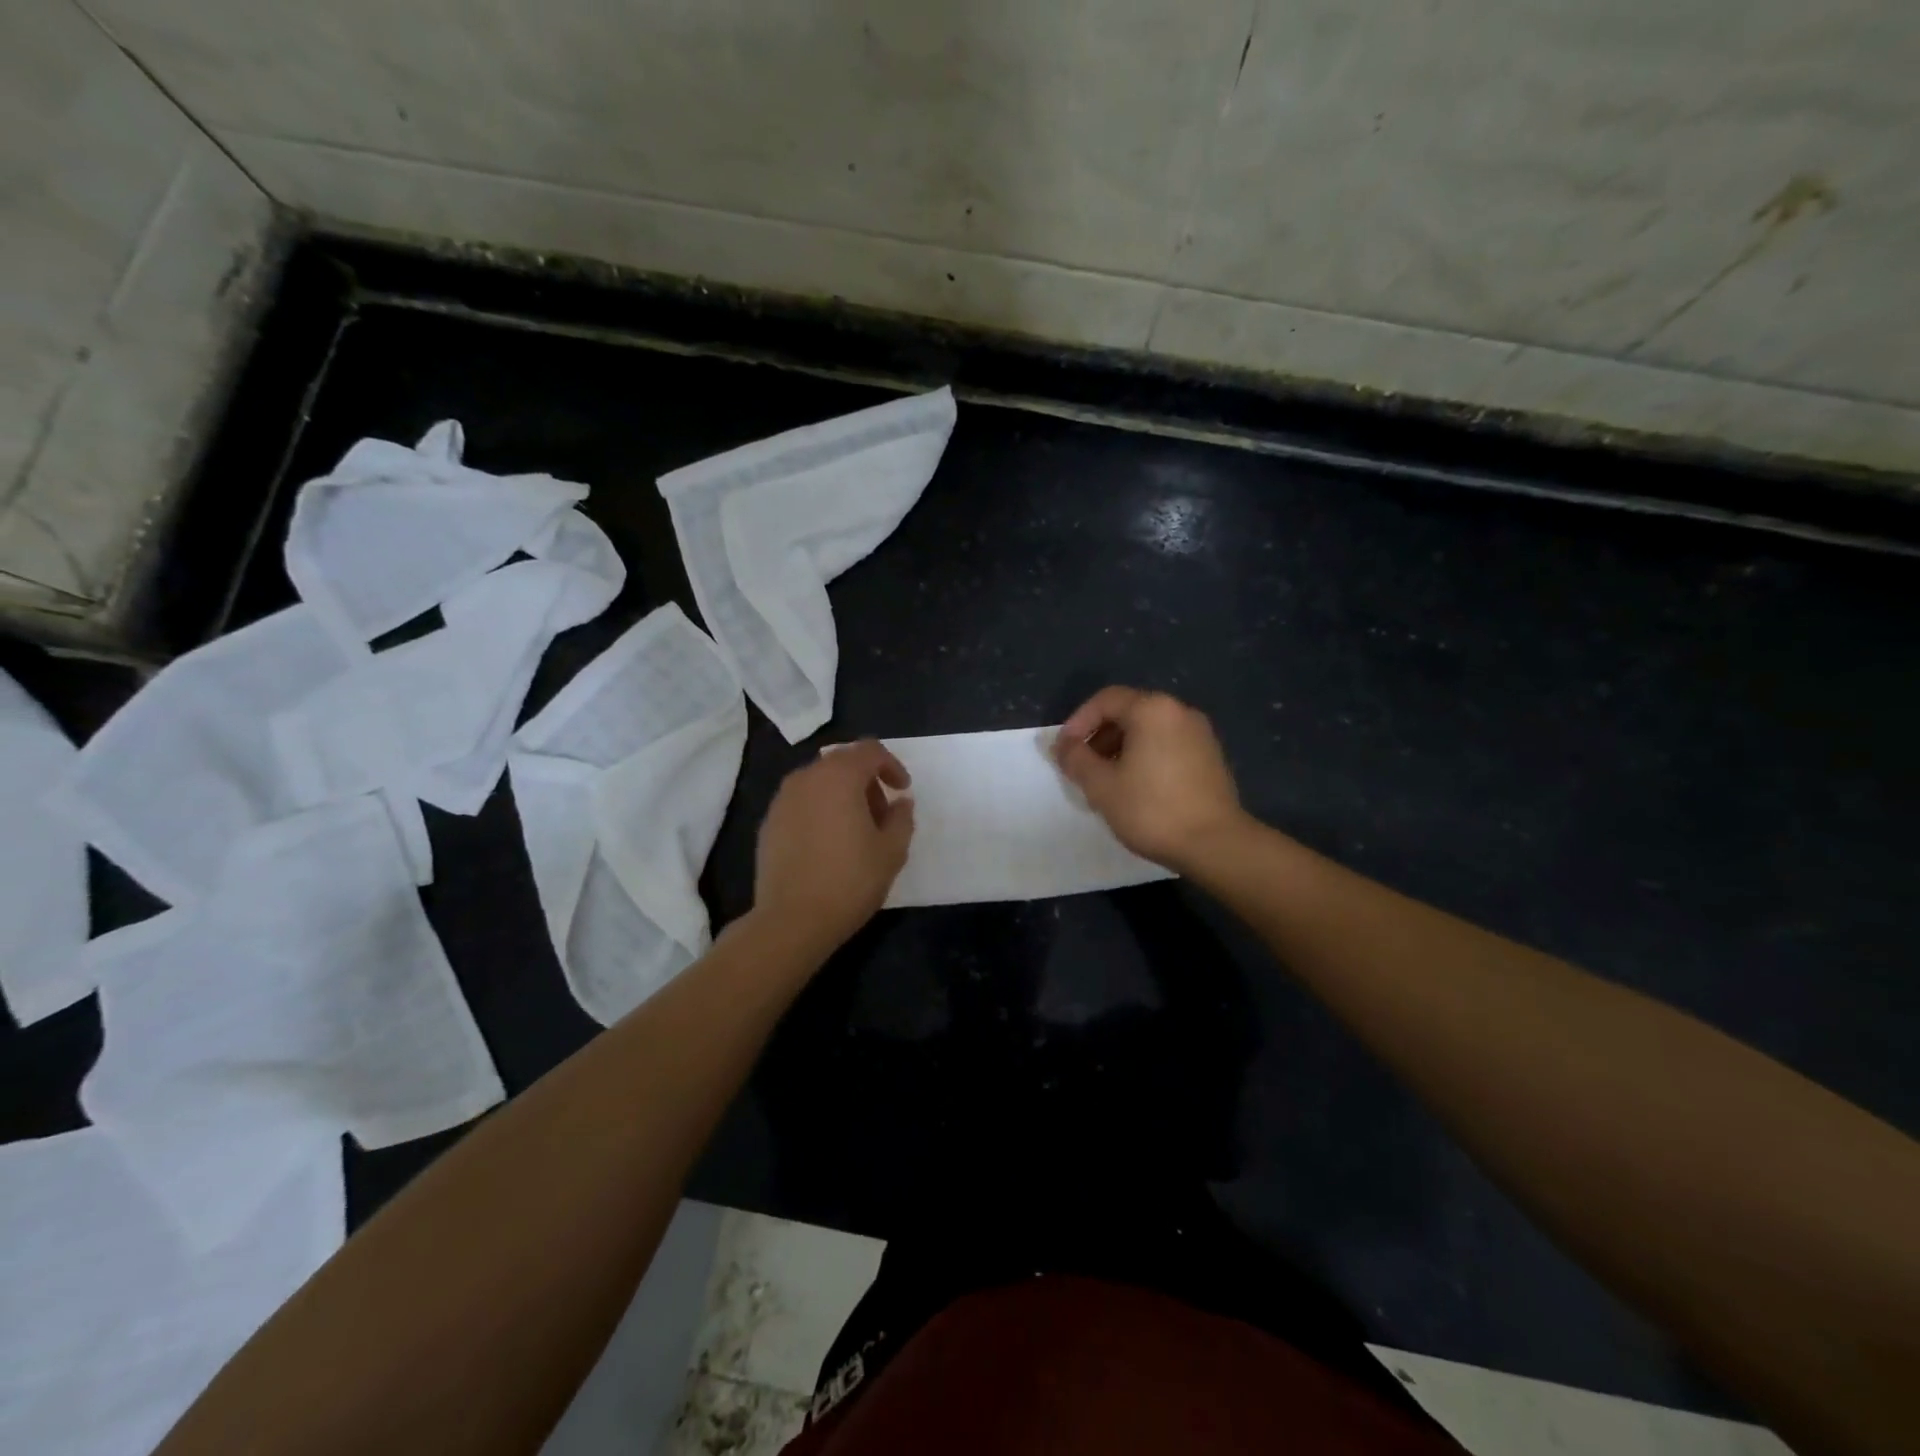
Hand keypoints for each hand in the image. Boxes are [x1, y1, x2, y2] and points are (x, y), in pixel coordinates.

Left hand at [752, 740, 914, 955]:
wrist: (792, 920)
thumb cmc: (849, 880)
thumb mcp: (892, 851)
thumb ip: (901, 818)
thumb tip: (900, 803)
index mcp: (839, 776)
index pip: (869, 751)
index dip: (891, 765)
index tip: (903, 789)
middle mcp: (806, 778)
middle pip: (843, 763)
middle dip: (867, 781)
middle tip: (882, 815)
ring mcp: (782, 800)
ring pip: (820, 782)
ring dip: (843, 795)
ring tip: (856, 831)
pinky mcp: (769, 822)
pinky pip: (802, 803)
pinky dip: (820, 810)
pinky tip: (828, 844)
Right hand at [1055, 687, 1246, 873]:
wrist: (1216, 844)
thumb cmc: (1152, 810)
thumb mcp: (1101, 786)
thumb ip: (1076, 759)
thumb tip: (1061, 745)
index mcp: (1153, 710)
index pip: (1106, 700)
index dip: (1078, 722)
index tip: (1064, 751)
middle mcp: (1179, 712)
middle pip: (1129, 712)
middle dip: (1099, 736)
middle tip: (1083, 768)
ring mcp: (1200, 734)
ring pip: (1149, 730)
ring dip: (1121, 748)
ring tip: (1107, 782)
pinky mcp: (1211, 757)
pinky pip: (1168, 745)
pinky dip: (1145, 757)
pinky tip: (1137, 789)